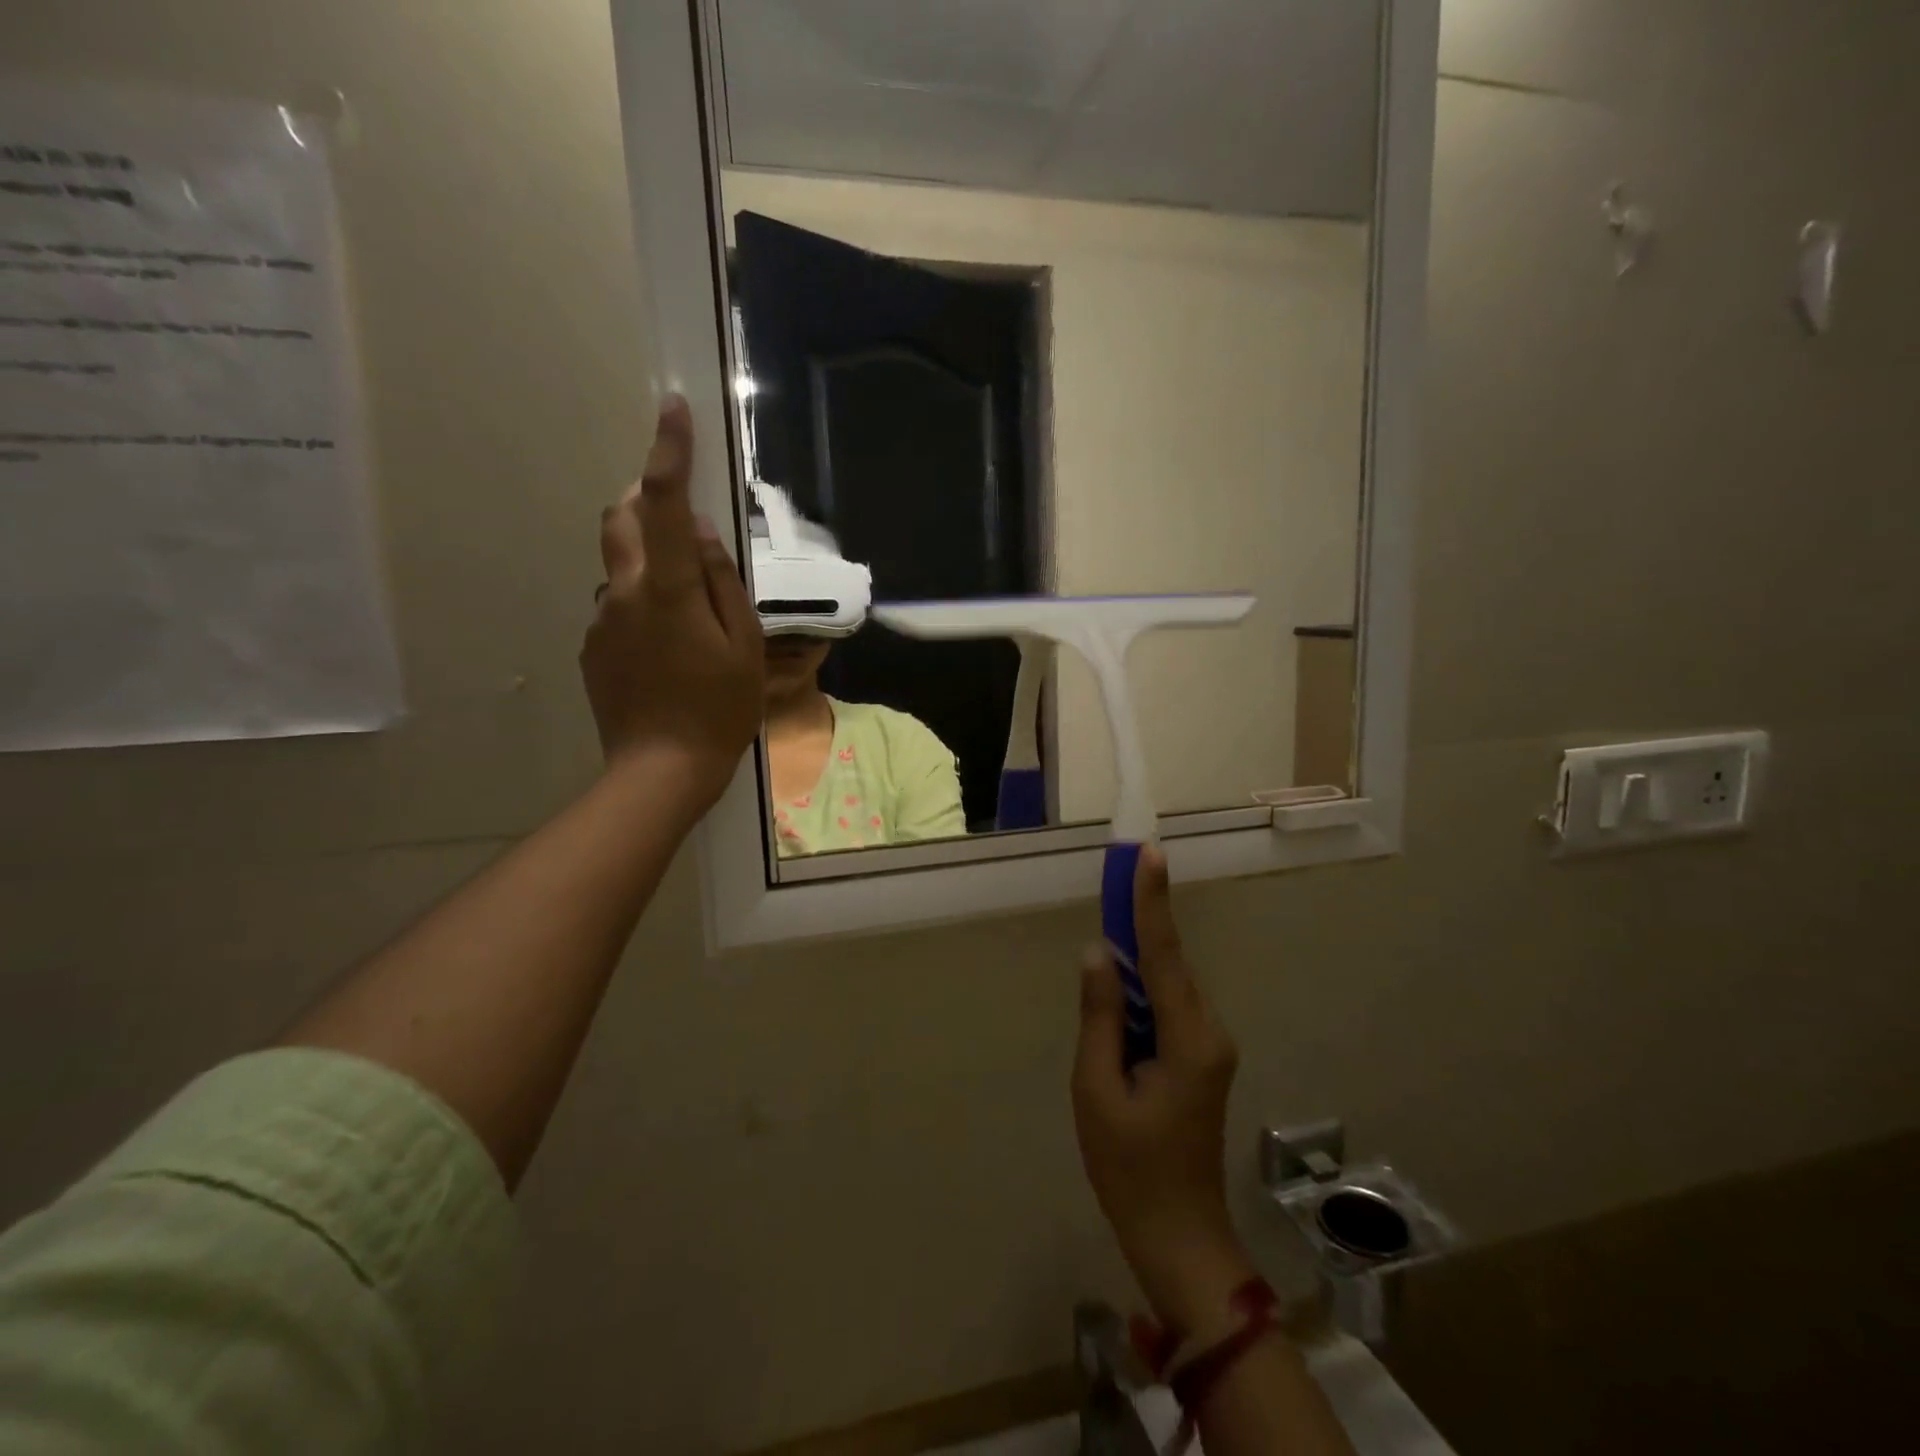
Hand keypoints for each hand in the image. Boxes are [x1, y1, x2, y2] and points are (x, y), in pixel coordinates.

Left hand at [581, 396, 763, 804]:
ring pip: (622, 567)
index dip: (668, 452)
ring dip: (650, 567)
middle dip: (643, 500)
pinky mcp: (592, 647)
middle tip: (680, 522)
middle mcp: (623, 592)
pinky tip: (667, 653)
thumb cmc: (719, 708)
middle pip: (620, 519)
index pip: (663, 503)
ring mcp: (601, 620)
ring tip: (688, 618)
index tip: (672, 408)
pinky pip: (617, 607)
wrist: (661, 770)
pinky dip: (642, 607)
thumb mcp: (743, 644)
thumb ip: (721, 581)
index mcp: (668, 589)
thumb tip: (699, 531)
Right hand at [1073, 846, 1253, 1332]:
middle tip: (1115, 876)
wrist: (1179, 1235)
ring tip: (1104, 942)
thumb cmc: (1130, 1167)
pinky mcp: (1201, 1057)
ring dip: (1137, 960)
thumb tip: (1098, 953)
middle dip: (1140, 921)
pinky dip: (1141, 991)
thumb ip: (1100, 1015)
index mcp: (1189, 1039)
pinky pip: (1168, 1007)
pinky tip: (1117, 994)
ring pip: (1168, 984)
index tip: (1149, 853)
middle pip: (1169, 963)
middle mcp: (1210, 1031)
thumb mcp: (1097, 1089)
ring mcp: (1210, 1045)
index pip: (1165, 954)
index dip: (1152, 900)